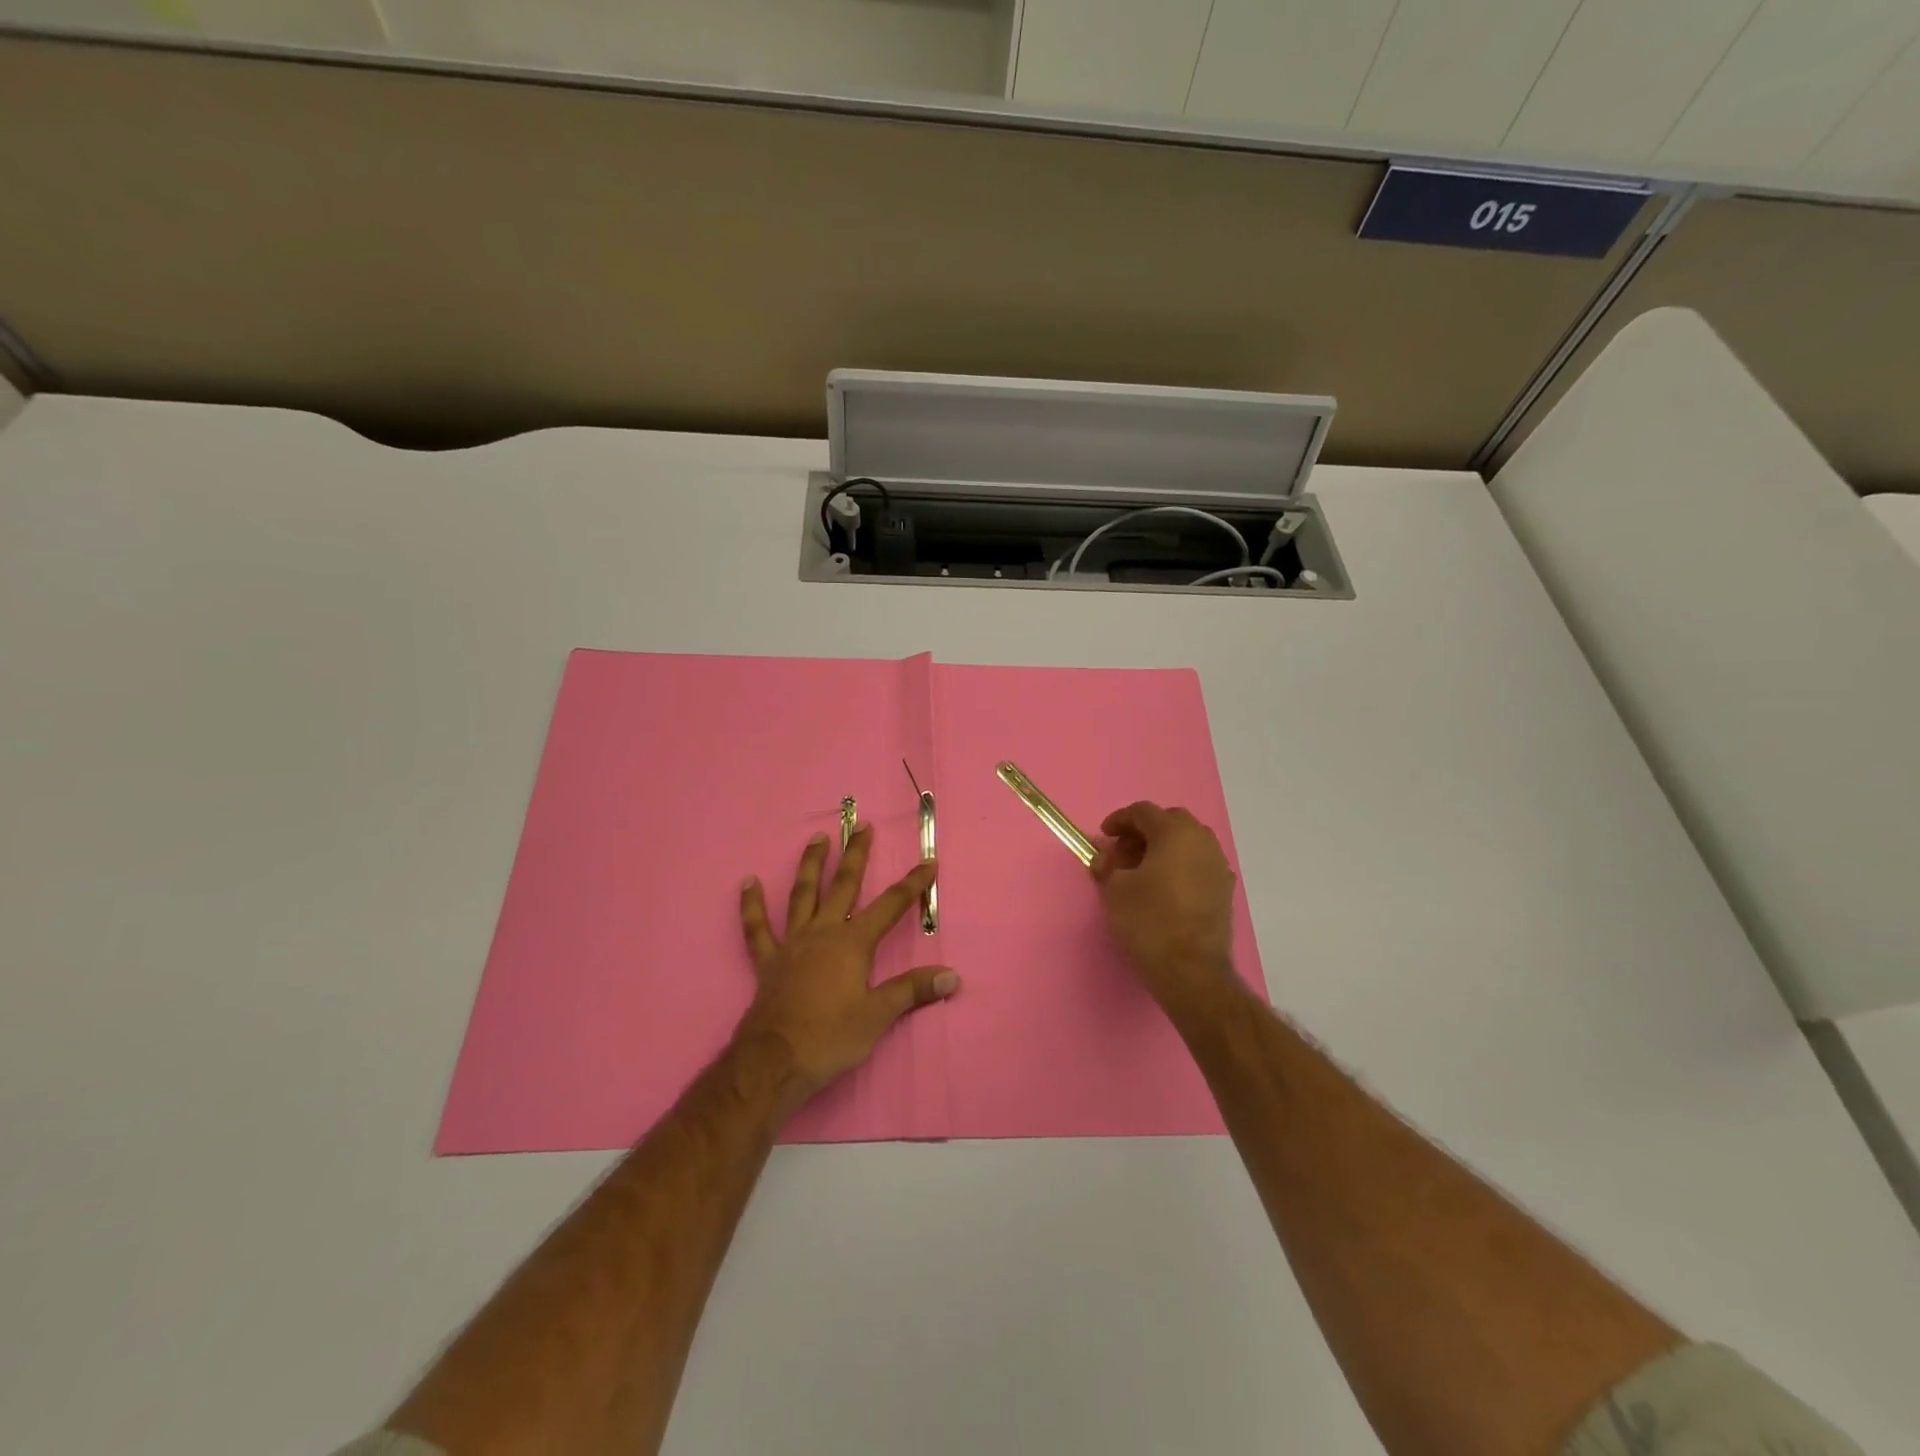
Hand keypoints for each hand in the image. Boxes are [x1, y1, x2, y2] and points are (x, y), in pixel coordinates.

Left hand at [735, 824, 958, 1108]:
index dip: (912, 884)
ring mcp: (792, 943)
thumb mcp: (878, 1016)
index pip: (890, 906)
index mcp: (852, 943)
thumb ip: (913, 991)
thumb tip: (952, 976)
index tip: (929, 862)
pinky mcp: (768, 961)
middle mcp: (823, 932)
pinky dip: (751, 905)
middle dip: (856, 856)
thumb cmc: (831, 1037)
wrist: (775, 1061)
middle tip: (863, 827)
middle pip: (843, 886)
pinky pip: (756, 928)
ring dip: (811, 865)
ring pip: (802, 895)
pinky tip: (747, 883)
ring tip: (817, 838)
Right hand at [1091, 802, 1239, 1007]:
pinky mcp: (1224, 890)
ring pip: (1188, 842)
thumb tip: (1104, 857)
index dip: (1119, 820)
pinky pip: (1198, 864)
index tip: (1104, 836)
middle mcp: (1202, 841)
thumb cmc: (1148, 921)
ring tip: (1141, 871)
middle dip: (1144, 831)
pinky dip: (1179, 866)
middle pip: (1170, 822)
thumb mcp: (1115, 890)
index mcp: (1175, 833)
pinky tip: (1164, 888)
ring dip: (1163, 848)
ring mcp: (1218, 865)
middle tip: (1123, 851)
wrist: (1191, 970)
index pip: (1143, 812)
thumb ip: (1106, 865)